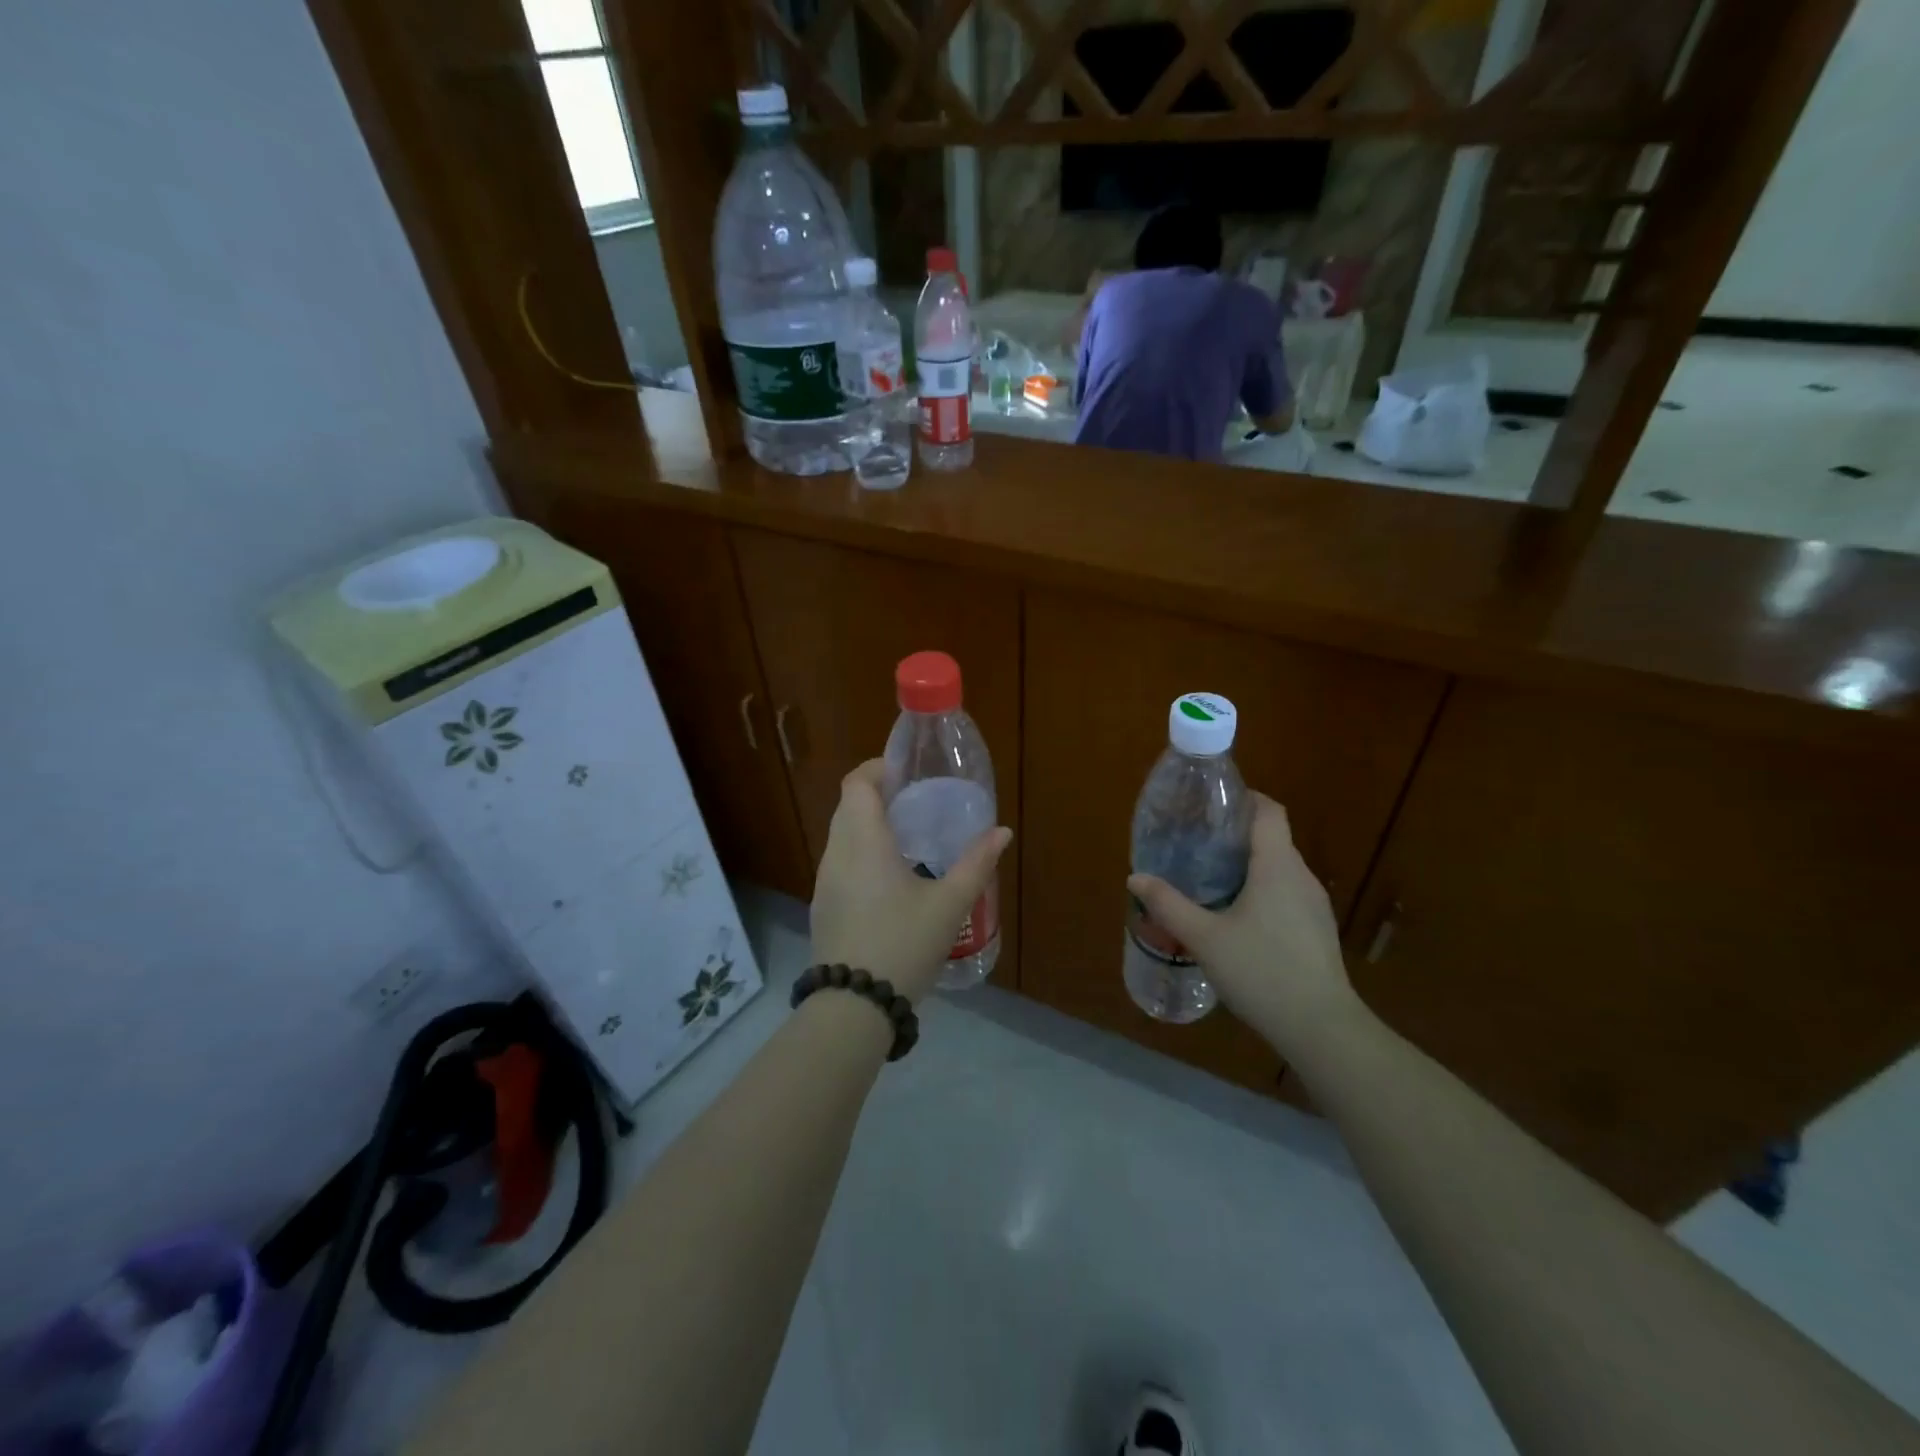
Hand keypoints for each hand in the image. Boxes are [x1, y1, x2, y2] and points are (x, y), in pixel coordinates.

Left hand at [810, 760, 1011, 1003]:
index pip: (856, 783)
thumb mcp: (949, 905)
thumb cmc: (903, 944)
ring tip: (908, 840)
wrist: (853, 1006)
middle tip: (916, 804)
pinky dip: (862, 853)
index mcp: (863, 842)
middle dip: (878, 796)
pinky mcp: (823, 906)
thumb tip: (1001, 832)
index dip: (877, 768)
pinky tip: (890, 879)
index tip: (906, 773)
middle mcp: (836, 853)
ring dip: (869, 826)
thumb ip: (976, 864)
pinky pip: (840, 862)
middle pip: (848, 806)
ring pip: (842, 835)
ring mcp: (824, 881)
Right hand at [1127, 793, 1358, 1050]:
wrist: (1320, 1028)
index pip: (1269, 811)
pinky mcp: (1317, 930)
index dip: (1244, 799)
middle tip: (1197, 842)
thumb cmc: (1261, 971)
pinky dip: (1262, 890)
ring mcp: (1314, 905)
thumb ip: (1168, 904)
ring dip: (1249, 864)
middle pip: (1272, 838)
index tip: (1212, 803)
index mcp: (1277, 866)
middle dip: (1236, 834)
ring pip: (1280, 868)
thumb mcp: (1204, 938)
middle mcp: (1301, 876)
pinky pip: (1287, 893)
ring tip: (1210, 877)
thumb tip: (1135, 877)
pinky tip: (1237, 916)